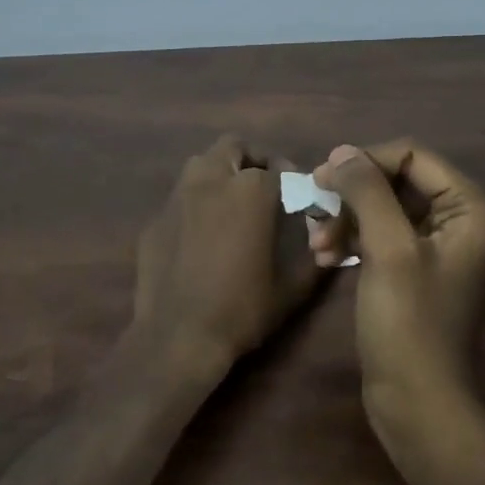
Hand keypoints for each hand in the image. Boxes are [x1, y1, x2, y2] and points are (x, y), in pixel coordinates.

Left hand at [132, 135, 320, 380]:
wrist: (178, 337)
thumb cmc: (242, 309)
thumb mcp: (291, 289)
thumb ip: (314, 261)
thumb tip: (330, 249)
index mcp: (249, 191)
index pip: (276, 168)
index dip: (291, 179)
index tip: (296, 196)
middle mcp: (210, 182)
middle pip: (232, 147)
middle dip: (251, 159)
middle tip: (264, 185)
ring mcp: (176, 199)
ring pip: (200, 165)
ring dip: (220, 174)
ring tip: (233, 204)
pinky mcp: (154, 220)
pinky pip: (180, 198)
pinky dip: (196, 204)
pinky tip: (202, 235)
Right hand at [312, 141, 484, 396]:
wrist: (416, 400)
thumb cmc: (408, 323)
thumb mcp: (388, 249)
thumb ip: (367, 192)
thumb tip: (341, 152)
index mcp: (471, 209)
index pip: (413, 156)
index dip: (366, 162)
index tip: (321, 179)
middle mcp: (462, 221)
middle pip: (397, 181)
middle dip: (353, 196)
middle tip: (313, 211)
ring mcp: (439, 248)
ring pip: (385, 209)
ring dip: (347, 220)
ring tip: (317, 245)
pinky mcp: (417, 271)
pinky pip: (383, 237)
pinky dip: (354, 241)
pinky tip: (326, 258)